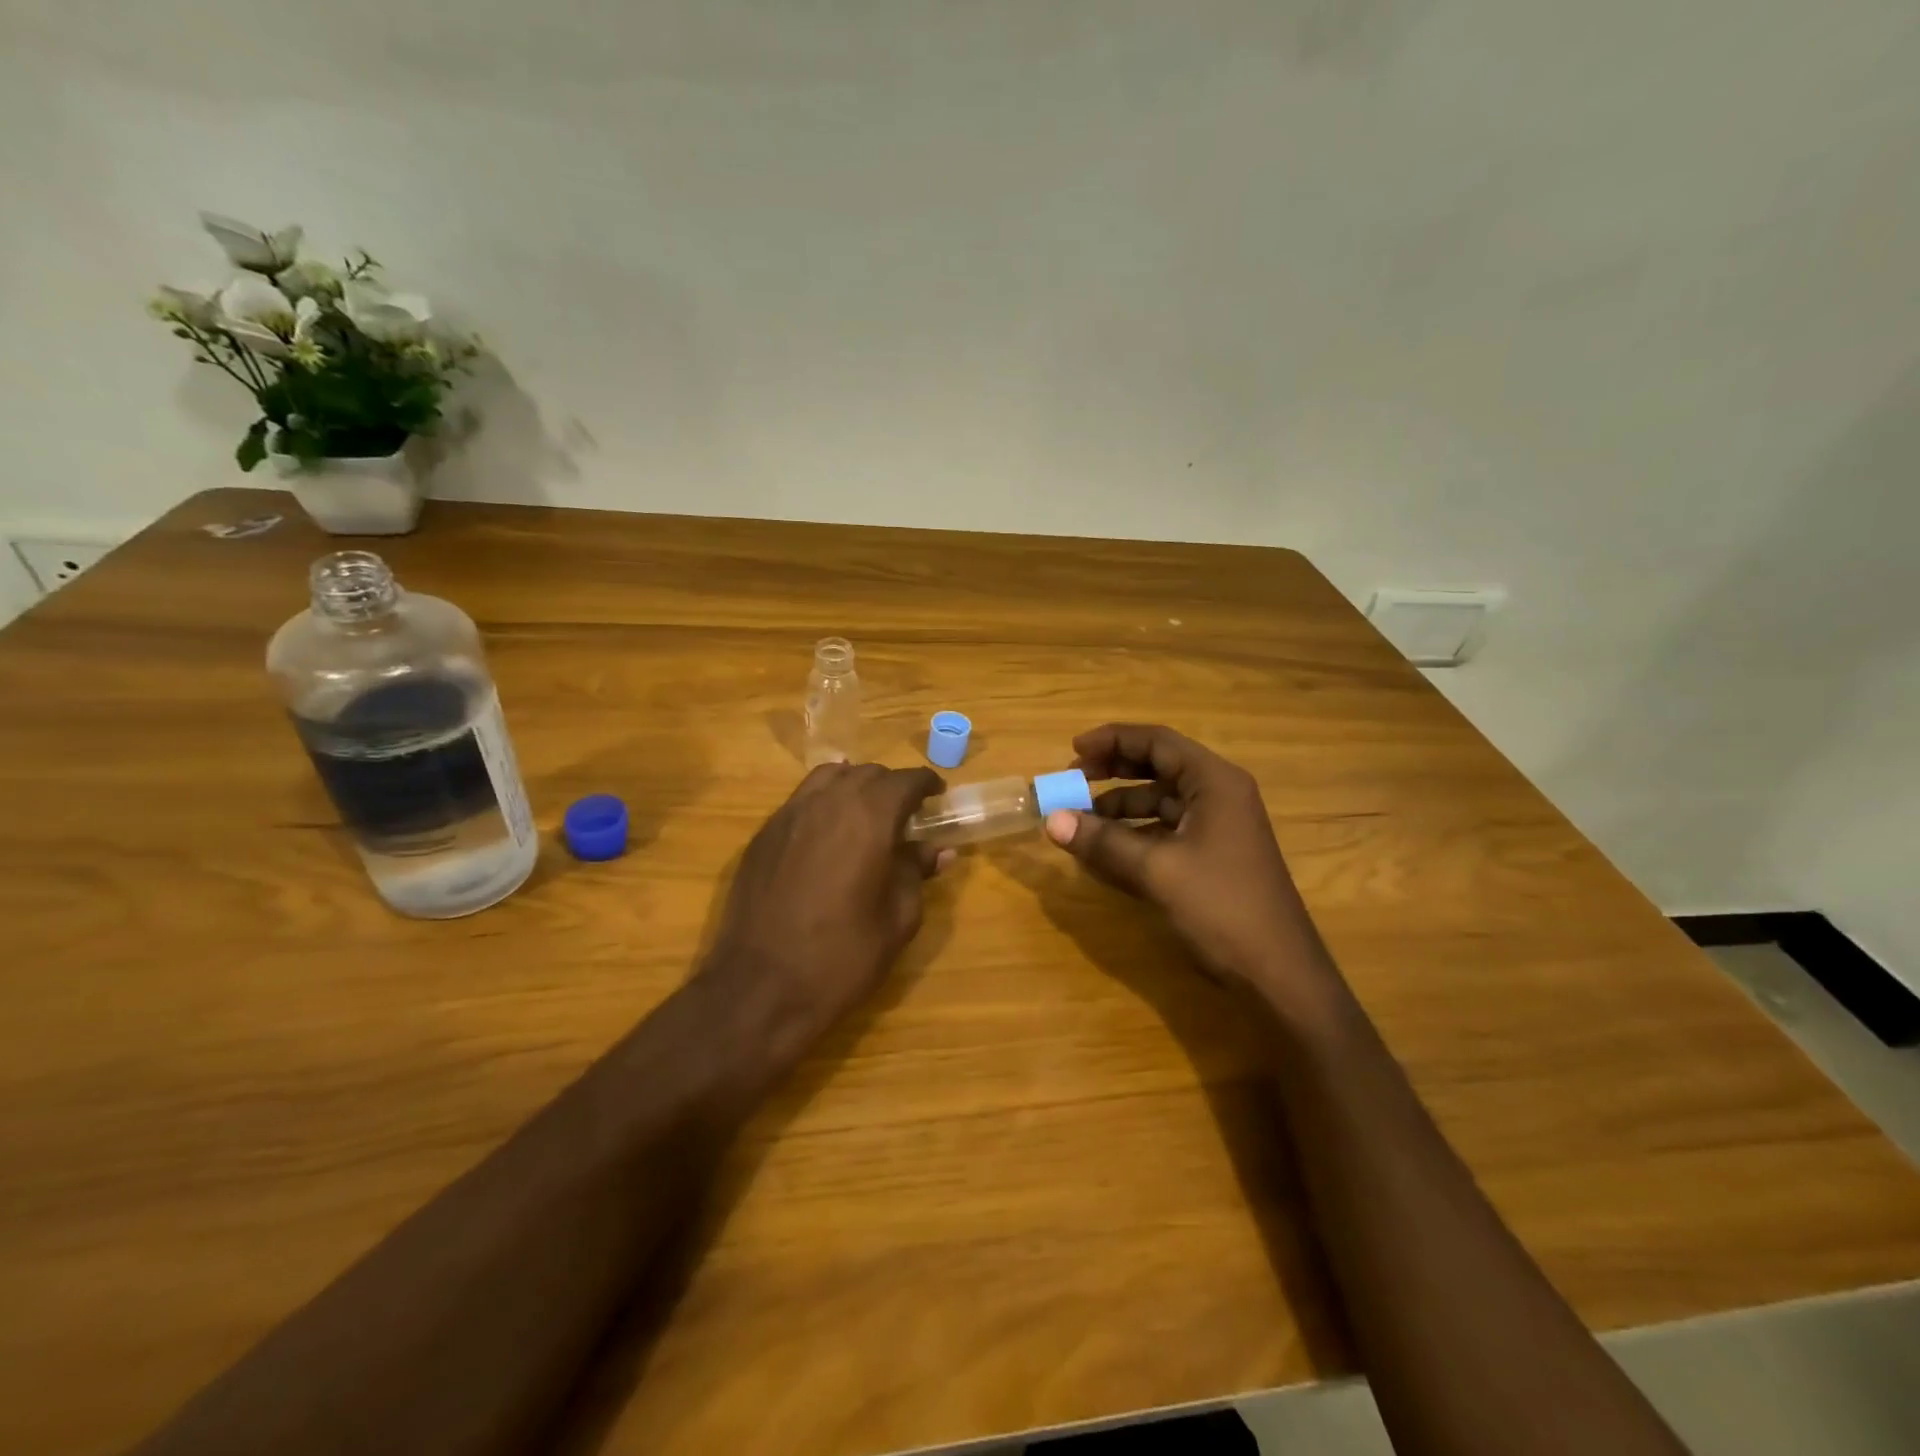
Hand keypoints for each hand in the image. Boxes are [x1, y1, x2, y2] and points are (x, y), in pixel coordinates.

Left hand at [704, 762, 950, 1048]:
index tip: (937, 797)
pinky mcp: (762, 835)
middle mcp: (828, 802)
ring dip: (854, 786)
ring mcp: (789, 815)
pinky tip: (827, 833)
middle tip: (905, 814)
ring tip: (865, 813)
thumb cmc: (842, 956)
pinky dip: (822, 802)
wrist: (761, 987)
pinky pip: (800, 800)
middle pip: (867, 773)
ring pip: (829, 777)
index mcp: (869, 818)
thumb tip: (938, 850)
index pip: (905, 781)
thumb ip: (916, 873)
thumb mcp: (897, 919)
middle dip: (891, 787)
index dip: (926, 785)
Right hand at [1044, 723, 1336, 1002]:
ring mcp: (1218, 827)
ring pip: (1160, 800)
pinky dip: (1135, 833)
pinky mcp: (1213, 856)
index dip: (1112, 740)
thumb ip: (1103, 841)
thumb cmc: (1222, 909)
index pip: (1157, 741)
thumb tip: (1051, 820)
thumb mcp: (1156, 871)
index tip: (1073, 750)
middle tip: (1072, 779)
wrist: (1278, 974)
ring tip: (1081, 819)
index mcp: (1214, 782)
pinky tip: (1106, 851)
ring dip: (1120, 806)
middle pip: (1158, 766)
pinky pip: (1166, 830)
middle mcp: (1219, 795)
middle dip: (1113, 770)